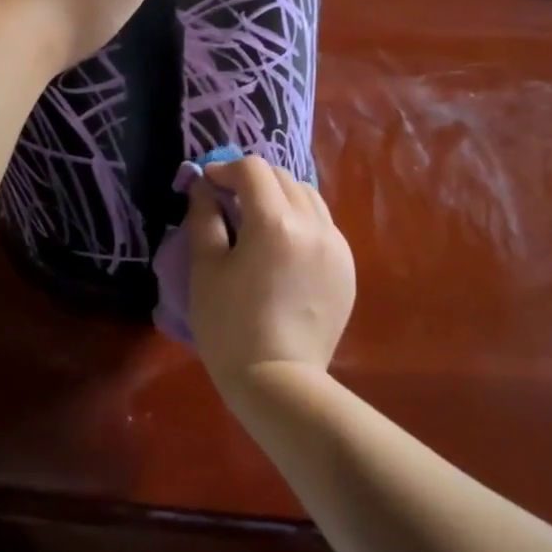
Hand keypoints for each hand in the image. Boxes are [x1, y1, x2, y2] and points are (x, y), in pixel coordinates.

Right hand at [186, 156, 355, 404]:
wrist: (279, 382)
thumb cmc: (230, 327)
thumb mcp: (205, 269)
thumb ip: (204, 218)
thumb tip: (204, 186)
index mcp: (275, 223)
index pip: (253, 169)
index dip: (226, 169)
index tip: (208, 185)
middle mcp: (313, 225)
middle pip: (282, 177)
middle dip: (253, 180)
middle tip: (229, 201)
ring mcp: (336, 247)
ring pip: (308, 198)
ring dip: (280, 197)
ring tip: (259, 222)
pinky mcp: (347, 268)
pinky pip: (323, 226)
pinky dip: (301, 221)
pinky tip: (284, 248)